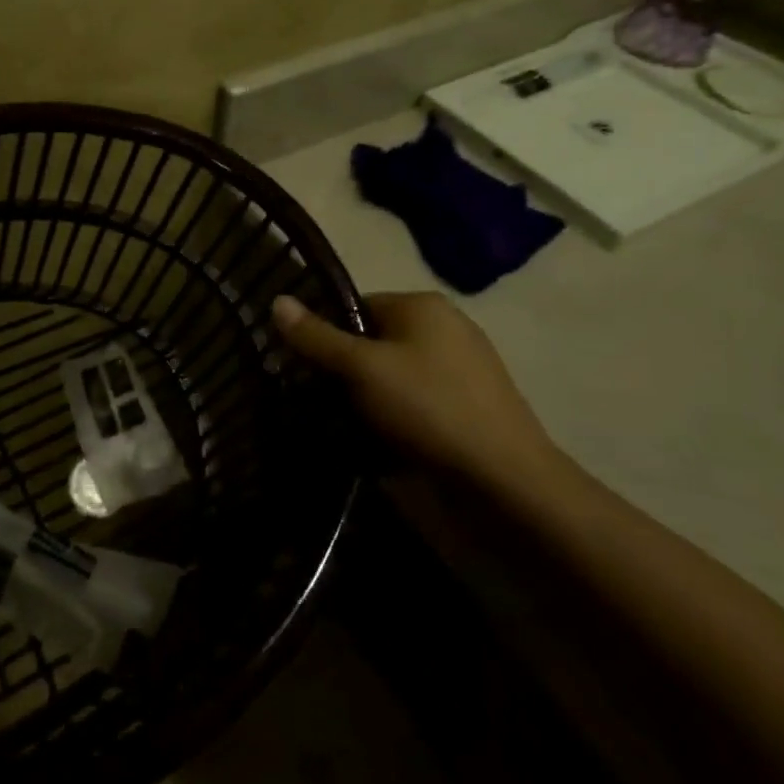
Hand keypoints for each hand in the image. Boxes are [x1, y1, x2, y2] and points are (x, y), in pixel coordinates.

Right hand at [272, 291, 562, 487]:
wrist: (508, 483)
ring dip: (367, 397)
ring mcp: (463, 369)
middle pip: (374, 340)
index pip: (355, 306)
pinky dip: (395, 417)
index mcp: (422, 305)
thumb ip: (316, 336)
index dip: (326, 334)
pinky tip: (380, 442)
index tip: (305, 367)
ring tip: (344, 425)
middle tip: (319, 399)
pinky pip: (416, 402)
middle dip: (345, 369)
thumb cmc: (428, 408)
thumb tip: (276, 300)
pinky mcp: (470, 408)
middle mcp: (446, 328)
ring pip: (393, 374)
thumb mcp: (360, 368)